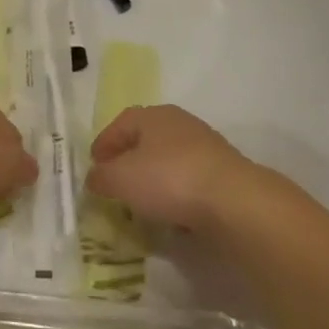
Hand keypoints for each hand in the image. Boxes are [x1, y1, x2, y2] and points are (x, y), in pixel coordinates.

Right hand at [85, 105, 251, 229]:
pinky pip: (190, 181)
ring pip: (169, 160)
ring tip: (141, 202)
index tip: (93, 164)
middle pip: (147, 139)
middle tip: (115, 181)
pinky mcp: (224, 175)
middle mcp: (181, 124)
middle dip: (129, 159)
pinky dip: (176, 193)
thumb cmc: (169, 179)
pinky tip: (171, 213)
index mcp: (154, 115)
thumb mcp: (121, 179)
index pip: (122, 122)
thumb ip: (102, 177)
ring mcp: (206, 148)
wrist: (234, 202)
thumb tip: (94, 177)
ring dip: (154, 177)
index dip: (105, 142)